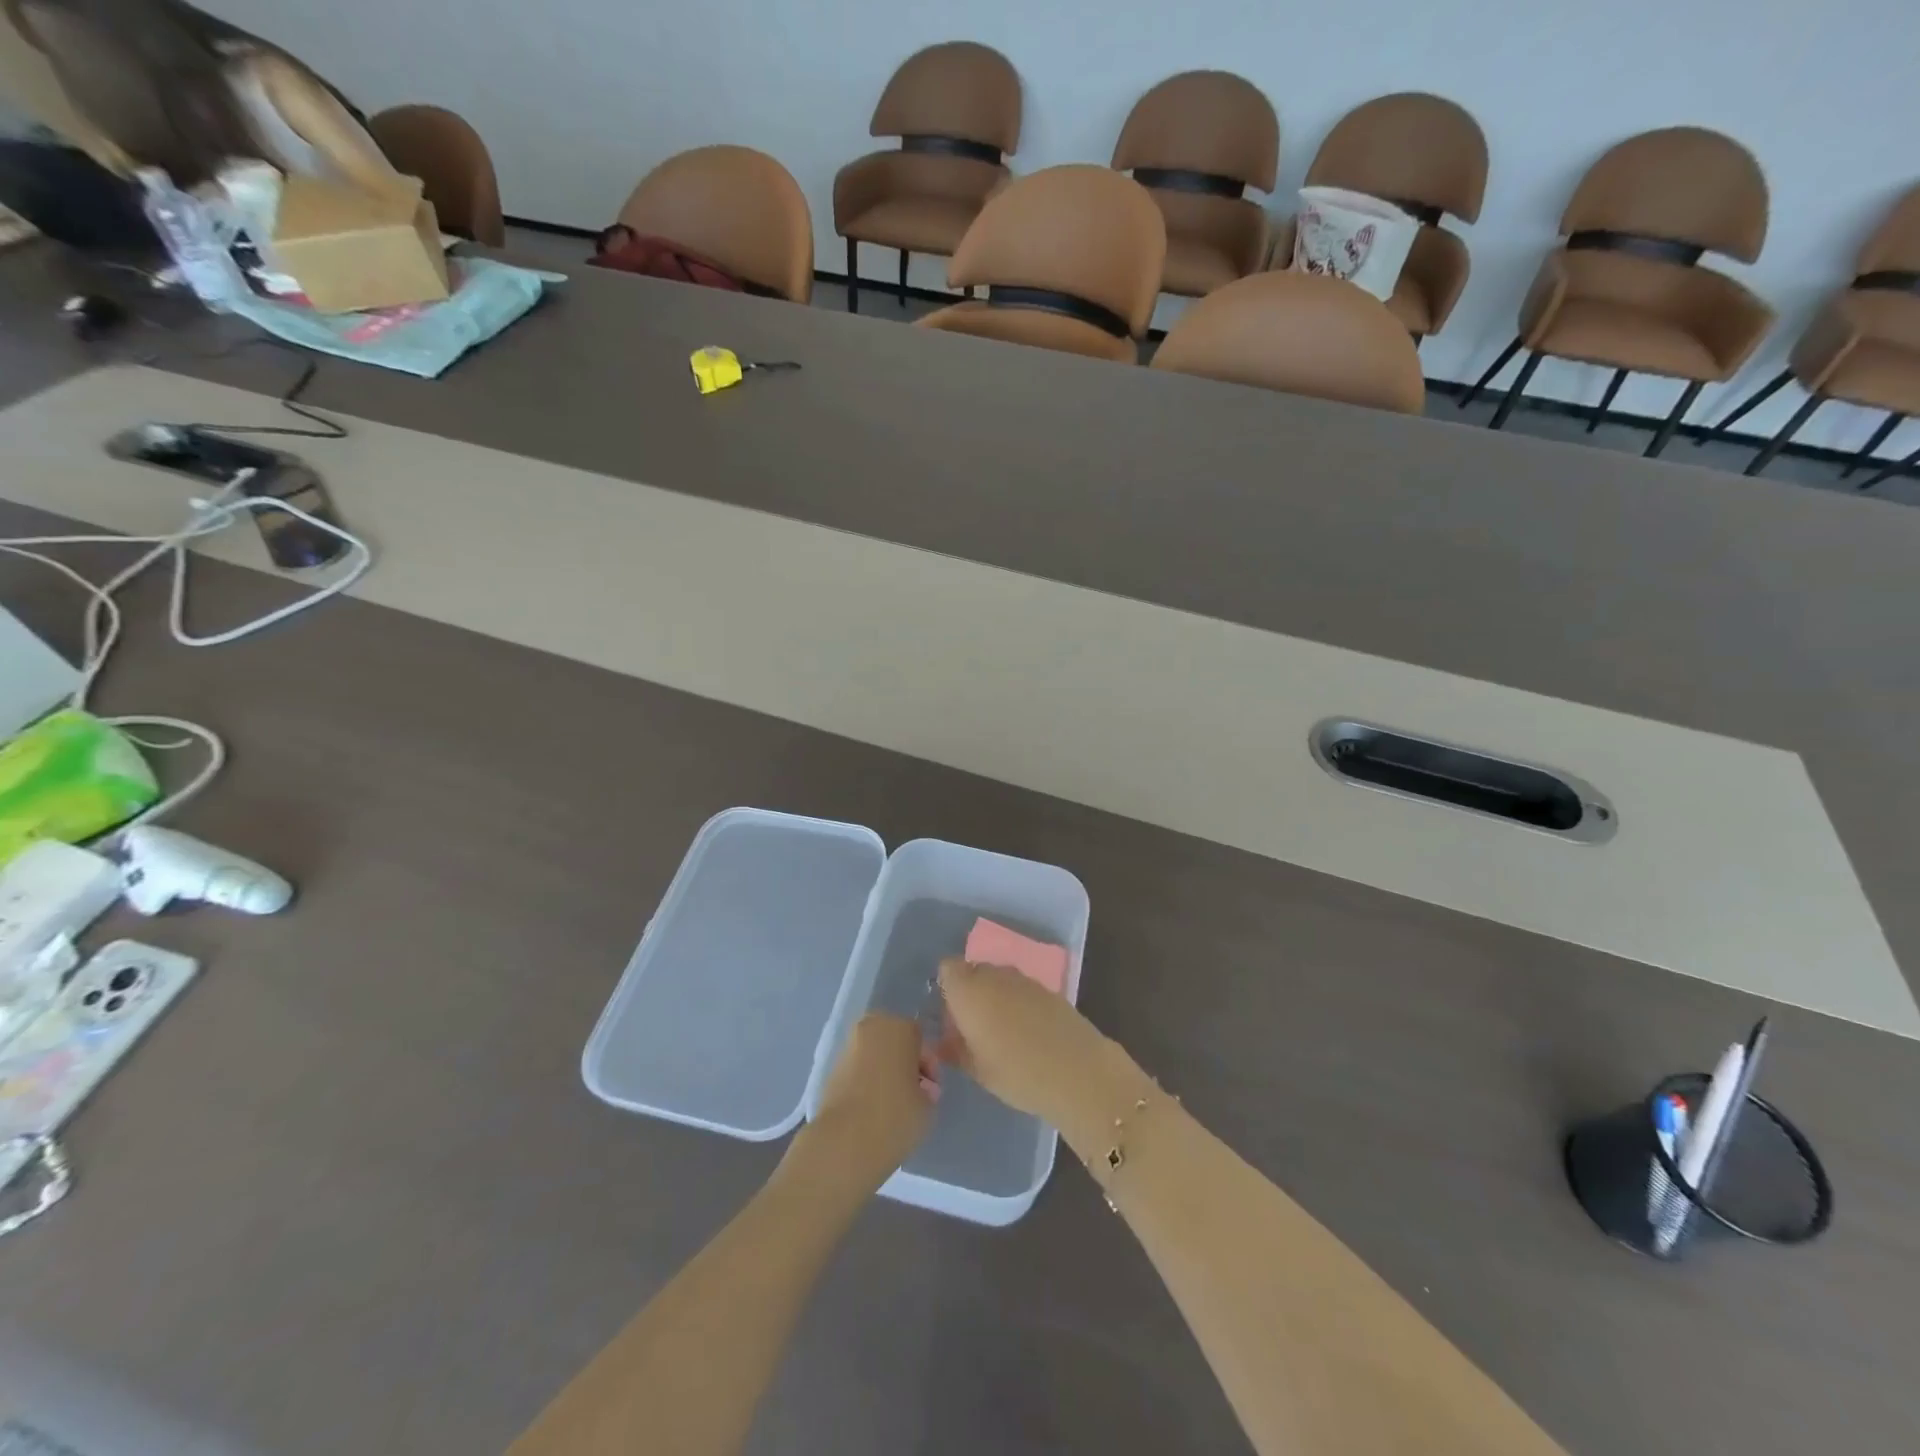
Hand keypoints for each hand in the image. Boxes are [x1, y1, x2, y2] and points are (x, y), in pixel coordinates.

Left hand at [804, 1014, 937, 1183]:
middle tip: (912, 1093)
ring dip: (884, 1071)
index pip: (920, 1039)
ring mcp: (848, 1047)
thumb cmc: (895, 1116)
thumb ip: (928, 1089)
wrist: (844, 1142)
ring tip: (891, 1104)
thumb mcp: (928, 1105)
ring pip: (874, 1053)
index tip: (930, 1090)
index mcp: (900, 1027)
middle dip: (903, 1062)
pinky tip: (871, 1107)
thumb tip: (921, 1088)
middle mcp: (872, 1028)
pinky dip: (865, 1081)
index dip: (927, 1065)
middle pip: (894, 1040)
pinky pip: (857, 1069)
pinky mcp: (830, 1069)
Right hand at [936, 958, 1109, 1122]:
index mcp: (968, 990)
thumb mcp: (976, 1069)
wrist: (1077, 1071)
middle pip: (973, 970)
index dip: (947, 987)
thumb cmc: (1016, 1072)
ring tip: (1000, 1030)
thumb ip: (954, 1050)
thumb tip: (943, 1042)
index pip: (948, 969)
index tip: (950, 1015)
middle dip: (970, 991)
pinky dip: (1018, 1002)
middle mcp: (993, 975)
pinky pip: (1021, 988)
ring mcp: (1023, 979)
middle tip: (972, 1025)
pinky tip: (1026, 1030)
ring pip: (998, 978)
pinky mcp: (1047, 988)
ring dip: (995, 996)